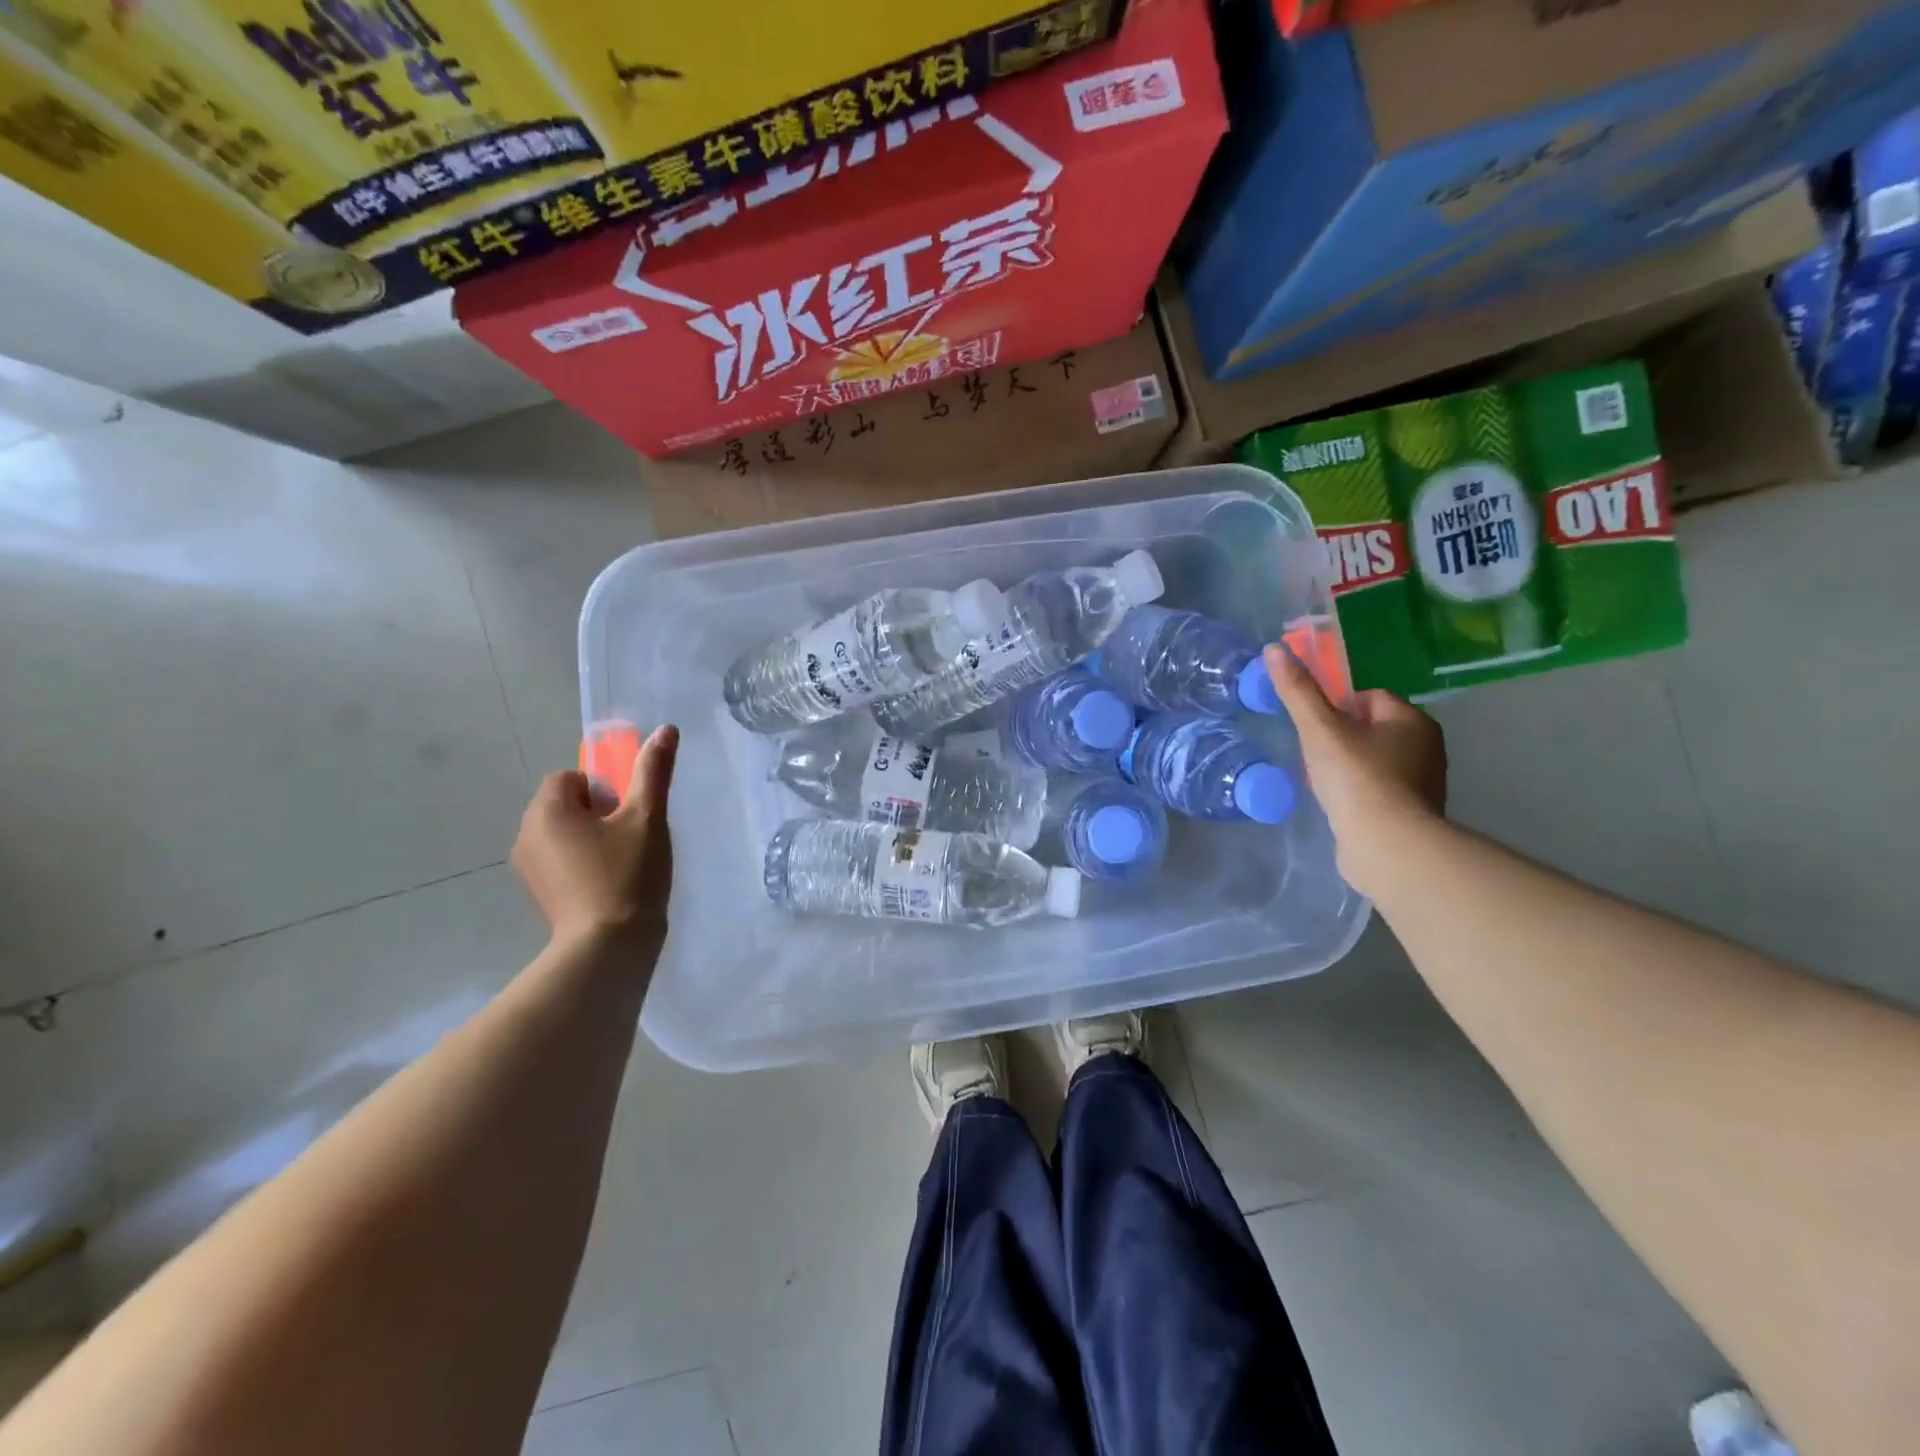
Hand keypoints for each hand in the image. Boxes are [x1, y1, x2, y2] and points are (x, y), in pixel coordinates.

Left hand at [511, 725, 678, 946]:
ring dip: (593, 839)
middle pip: (566, 804)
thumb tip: (665, 729)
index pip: (570, 777)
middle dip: (600, 813)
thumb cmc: (627, 875)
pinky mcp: (540, 894)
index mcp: (546, 811)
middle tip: (631, 838)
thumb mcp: (648, 817)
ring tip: (625, 863)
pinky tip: (611, 885)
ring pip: (565, 834)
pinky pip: (562, 861)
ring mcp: (529, 869)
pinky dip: (584, 864)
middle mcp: (526, 836)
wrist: (608, 949)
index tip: (628, 814)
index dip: (604, 789)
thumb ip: (653, 772)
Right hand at [1265, 645, 1446, 897]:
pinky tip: (1340, 805)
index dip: (1335, 707)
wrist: (1388, 846)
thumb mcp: (1319, 730)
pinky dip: (1359, 794)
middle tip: (1314, 756)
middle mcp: (1426, 745)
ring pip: (1374, 760)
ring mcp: (1423, 782)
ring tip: (1324, 783)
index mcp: (1411, 719)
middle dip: (1341, 738)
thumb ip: (1298, 691)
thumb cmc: (1357, 779)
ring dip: (1349, 767)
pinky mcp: (1413, 813)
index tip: (1313, 727)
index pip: (1368, 697)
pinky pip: (1379, 790)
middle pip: (1371, 728)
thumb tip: (1275, 649)